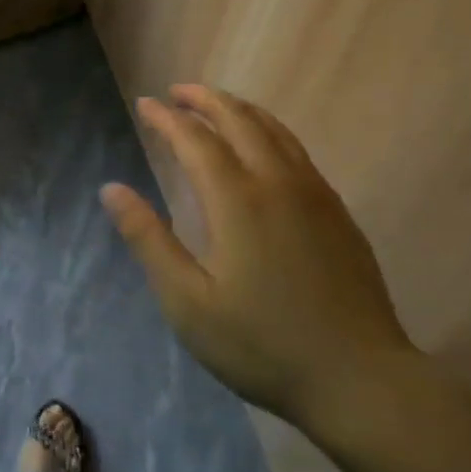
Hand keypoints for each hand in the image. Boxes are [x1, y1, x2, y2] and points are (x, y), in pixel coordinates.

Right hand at [101, 85, 416, 435]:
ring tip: (215, 106)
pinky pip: (297, 151)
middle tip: (176, 92)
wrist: (359, 379)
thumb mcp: (188, 302)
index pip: (195, 140)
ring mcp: (315, 195)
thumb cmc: (261, 345)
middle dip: (205, 99)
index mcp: (237, 201)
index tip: (144, 103)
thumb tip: (111, 189)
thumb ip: (149, 240)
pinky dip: (269, 132)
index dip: (166, 118)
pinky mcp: (338, 212)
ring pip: (275, 131)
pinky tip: (263, 147)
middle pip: (239, 121)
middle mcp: (278, 183)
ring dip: (240, 110)